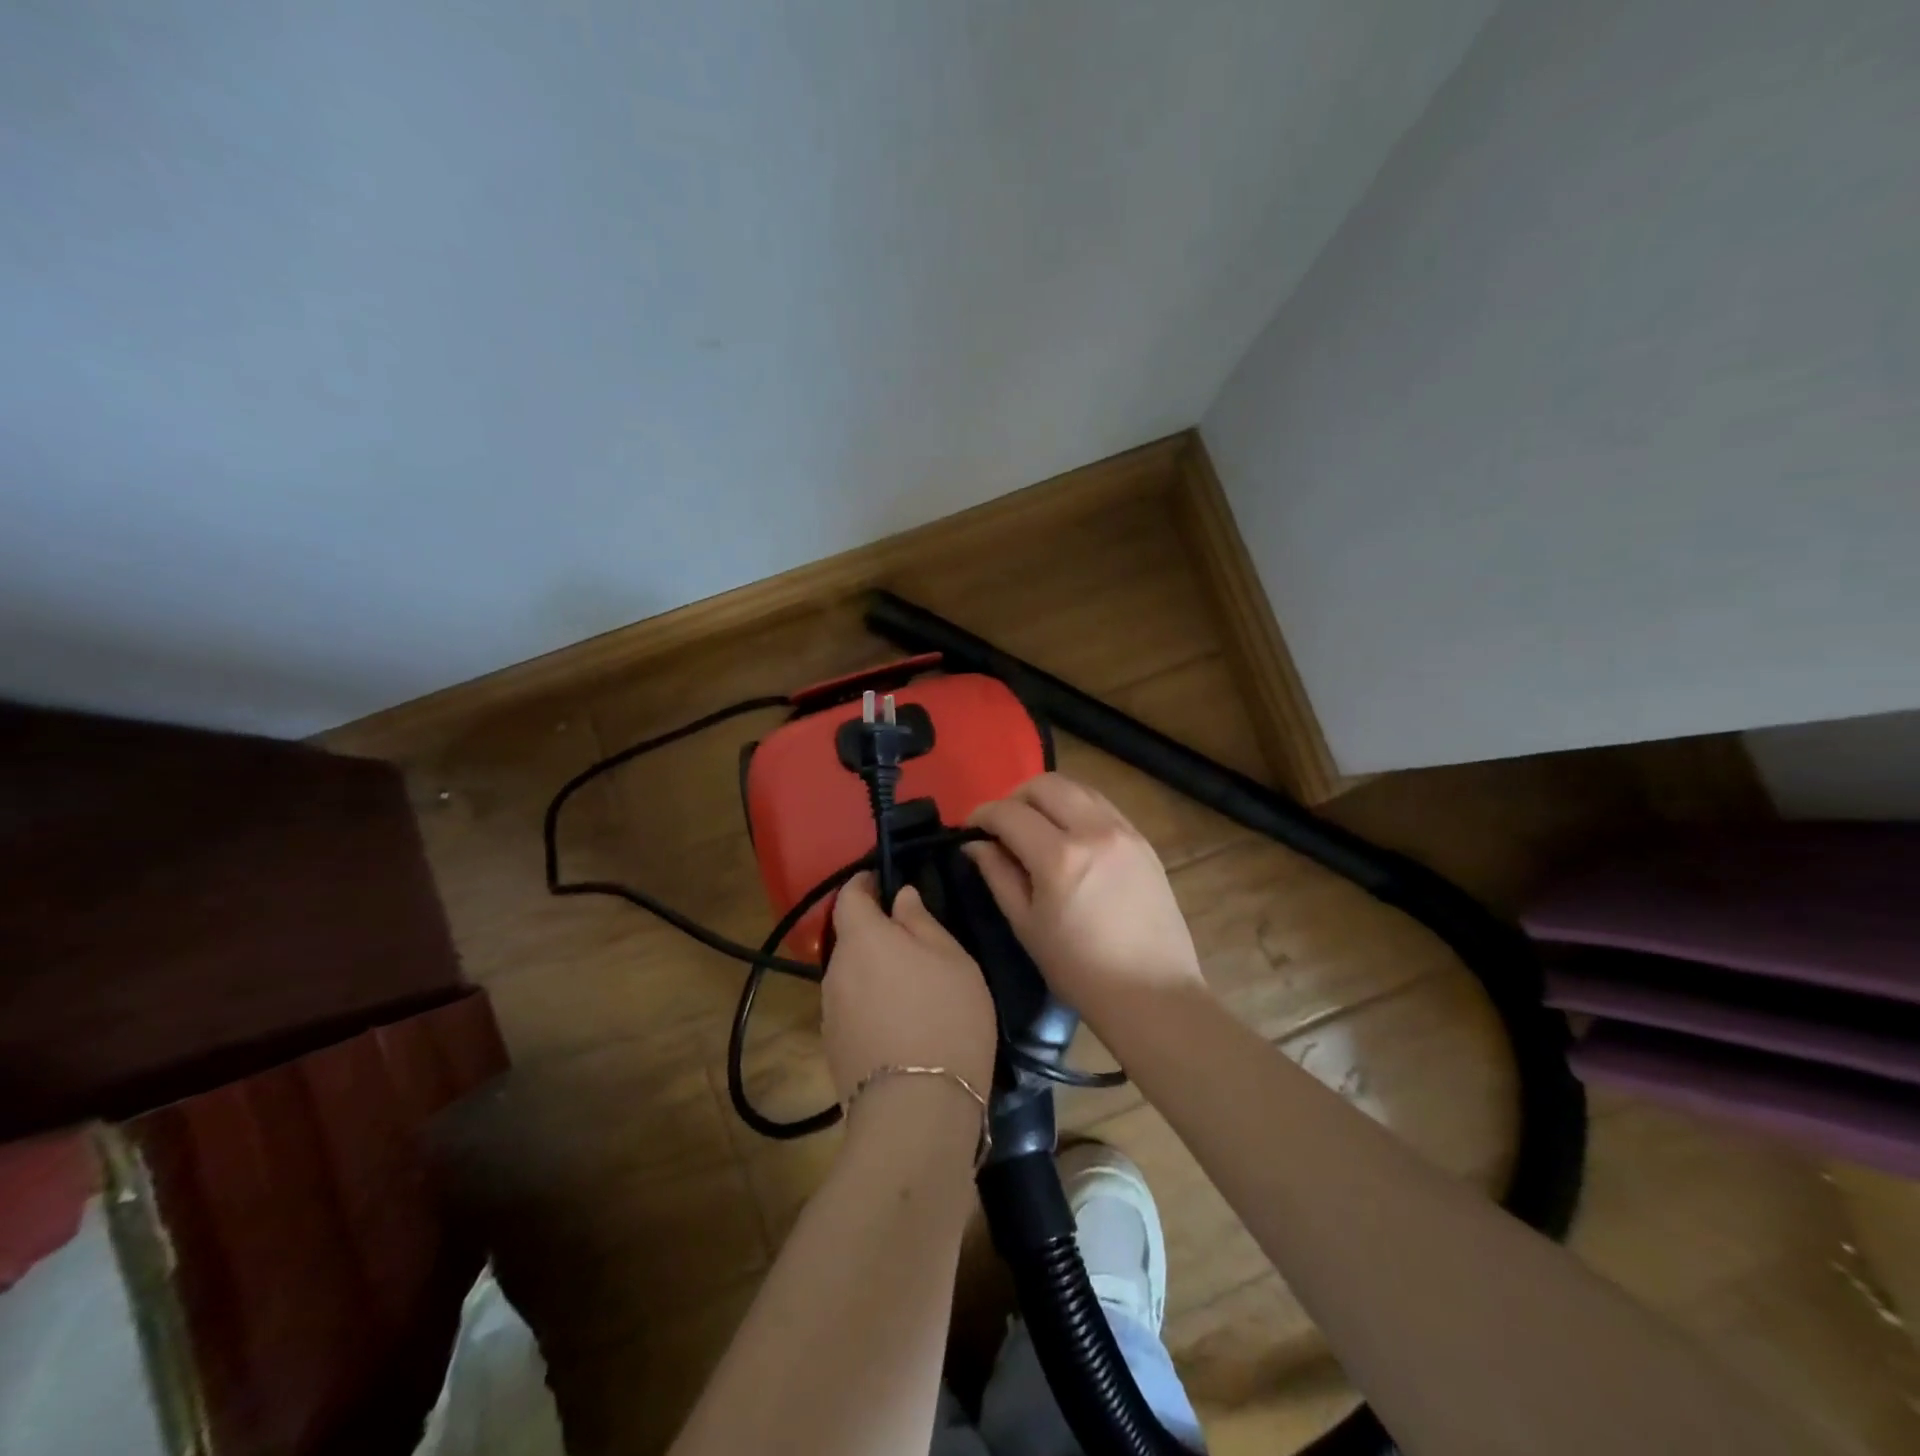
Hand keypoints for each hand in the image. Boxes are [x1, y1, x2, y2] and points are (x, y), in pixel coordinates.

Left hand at [823, 874, 997, 1102]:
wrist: (917, 1109)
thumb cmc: (945, 1017)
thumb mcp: (951, 958)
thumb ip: (921, 920)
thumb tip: (900, 897)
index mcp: (862, 938)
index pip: (849, 896)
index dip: (864, 884)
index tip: (885, 882)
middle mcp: (835, 970)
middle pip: (851, 938)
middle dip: (876, 933)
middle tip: (914, 942)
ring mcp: (829, 1012)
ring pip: (852, 976)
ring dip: (874, 972)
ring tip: (913, 988)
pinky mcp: (833, 1048)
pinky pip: (852, 1009)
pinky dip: (872, 1004)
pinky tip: (901, 1024)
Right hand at [966, 774, 1205, 1025]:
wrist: (1153, 993)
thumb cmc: (1079, 970)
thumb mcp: (1027, 926)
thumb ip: (998, 875)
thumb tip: (975, 844)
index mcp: (1060, 857)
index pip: (1009, 813)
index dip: (982, 814)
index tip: (970, 827)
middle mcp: (1094, 830)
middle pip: (1044, 785)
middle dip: (1014, 797)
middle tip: (1002, 826)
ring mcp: (1124, 831)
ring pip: (1076, 787)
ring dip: (1047, 798)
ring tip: (1035, 827)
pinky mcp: (1143, 840)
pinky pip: (1102, 805)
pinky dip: (1076, 808)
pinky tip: (1069, 836)